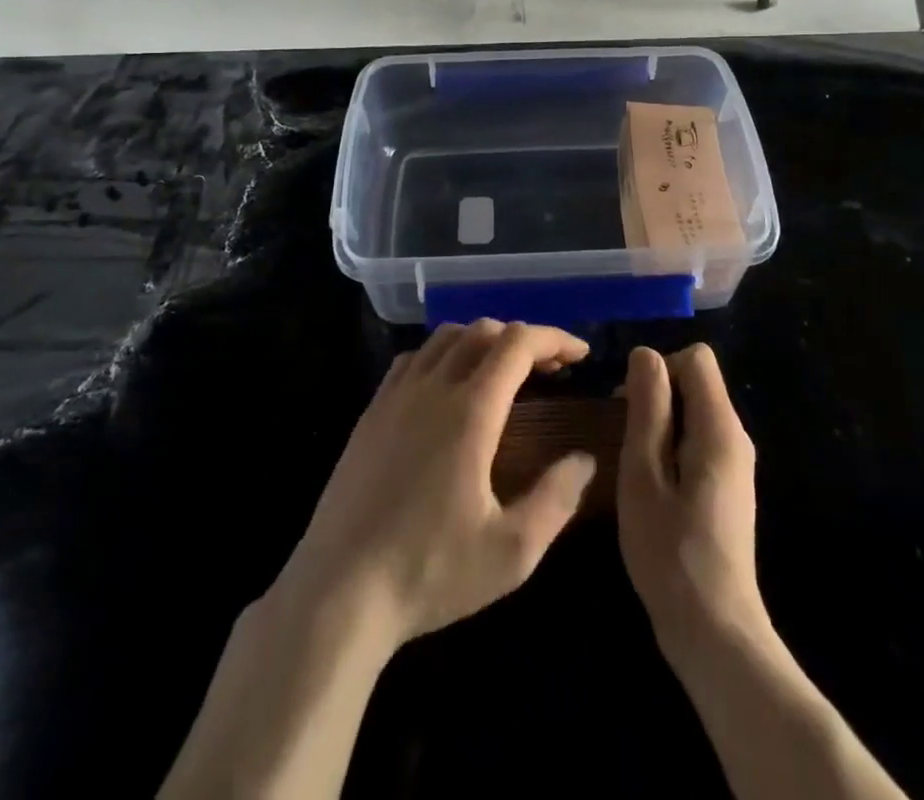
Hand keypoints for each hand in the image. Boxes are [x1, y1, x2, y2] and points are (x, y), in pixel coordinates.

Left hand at [272, 319, 597, 650]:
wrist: (338, 592)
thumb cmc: (429, 572)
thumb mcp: (511, 552)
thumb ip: (556, 499)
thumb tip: (585, 459)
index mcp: (470, 411)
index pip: (518, 343)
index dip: (554, 338)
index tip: (580, 354)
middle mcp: (432, 388)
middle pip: (483, 331)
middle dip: (523, 339)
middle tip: (551, 369)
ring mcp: (395, 396)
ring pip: (445, 338)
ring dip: (483, 340)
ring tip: (504, 371)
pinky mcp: (371, 413)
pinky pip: (413, 359)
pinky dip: (443, 354)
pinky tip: (449, 386)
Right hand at [617, 344, 767, 663]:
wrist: (714, 631)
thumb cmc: (670, 551)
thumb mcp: (644, 473)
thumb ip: (648, 408)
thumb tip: (646, 354)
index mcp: (719, 427)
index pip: (696, 358)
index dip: (659, 369)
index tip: (629, 406)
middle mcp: (736, 437)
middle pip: (697, 382)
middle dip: (657, 396)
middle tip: (624, 439)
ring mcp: (736, 464)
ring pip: (696, 412)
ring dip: (661, 424)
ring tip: (634, 466)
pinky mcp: (729, 487)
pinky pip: (699, 441)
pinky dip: (672, 447)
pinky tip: (653, 487)